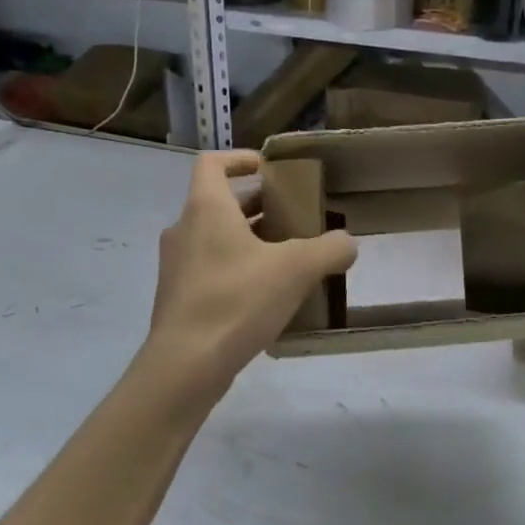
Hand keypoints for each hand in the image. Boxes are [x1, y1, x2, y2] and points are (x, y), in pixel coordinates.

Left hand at [145, 150, 356, 386]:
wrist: (185, 366)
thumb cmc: (236, 301)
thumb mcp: (296, 270)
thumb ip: (329, 249)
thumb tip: (347, 243)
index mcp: (205, 208)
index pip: (212, 163)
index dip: (240, 159)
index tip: (270, 169)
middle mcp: (183, 230)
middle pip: (220, 203)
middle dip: (259, 206)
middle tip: (295, 218)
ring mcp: (177, 266)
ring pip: (217, 239)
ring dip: (250, 240)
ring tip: (289, 258)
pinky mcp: (178, 298)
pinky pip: (212, 270)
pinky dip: (238, 270)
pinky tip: (268, 297)